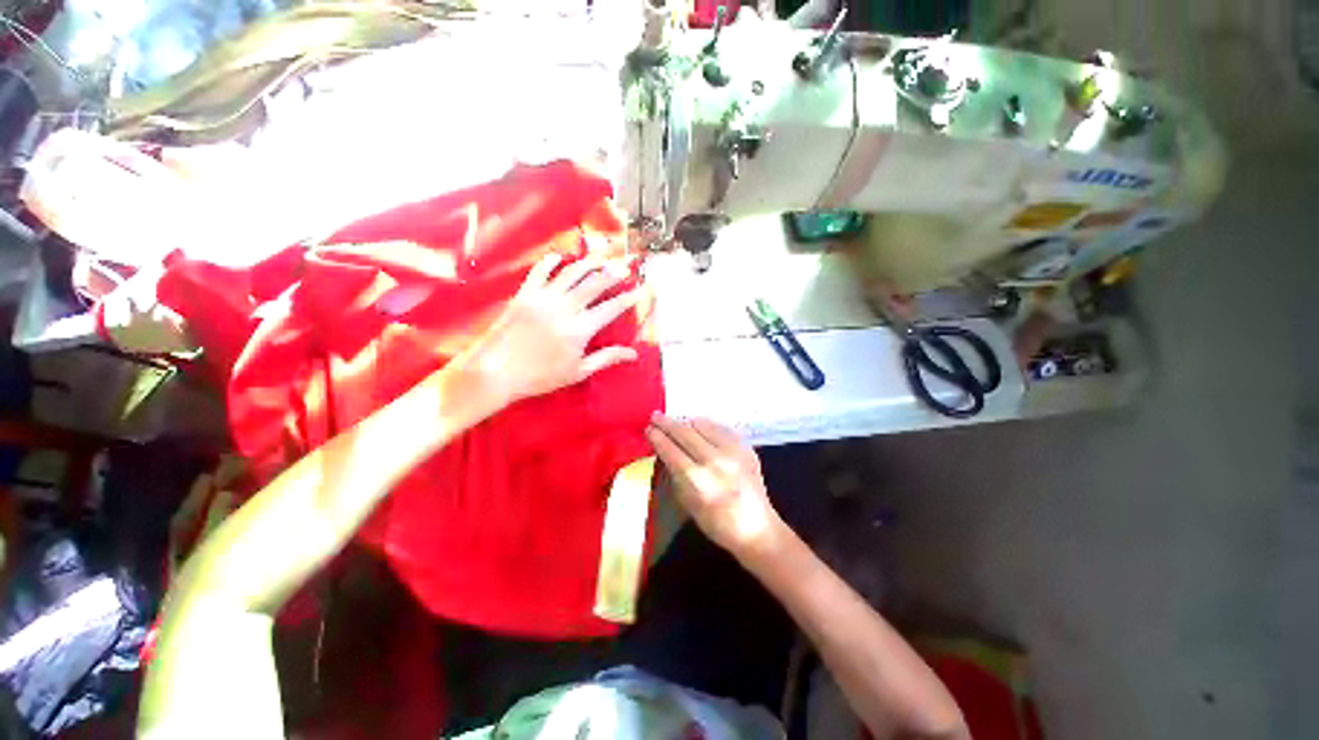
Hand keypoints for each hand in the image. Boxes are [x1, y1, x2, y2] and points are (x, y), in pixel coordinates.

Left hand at [458, 253, 641, 405]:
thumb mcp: (578, 371)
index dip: (629, 298)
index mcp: (580, 329)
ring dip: (590, 263)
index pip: (611, 308)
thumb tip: (634, 353)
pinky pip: (541, 270)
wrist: (496, 371)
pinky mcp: (525, 293)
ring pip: (572, 272)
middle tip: (626, 268)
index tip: (641, 289)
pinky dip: (553, 261)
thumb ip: (606, 358)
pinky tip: (562, 258)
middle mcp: (565, 307)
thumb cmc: (540, 376)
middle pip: (595, 283)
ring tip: (602, 259)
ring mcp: (544, 297)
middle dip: (614, 274)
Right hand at [646, 414, 784, 556]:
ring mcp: (732, 451)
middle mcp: (715, 460)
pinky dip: (706, 426)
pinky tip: (700, 429)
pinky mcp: (745, 446)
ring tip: (677, 423)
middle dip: (667, 423)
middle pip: (685, 432)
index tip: (648, 428)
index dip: (657, 437)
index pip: (671, 449)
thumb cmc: (716, 522)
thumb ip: (675, 474)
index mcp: (697, 479)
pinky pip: (720, 427)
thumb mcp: (687, 503)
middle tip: (656, 416)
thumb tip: (665, 451)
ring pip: (702, 424)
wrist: (756, 527)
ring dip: (686, 423)